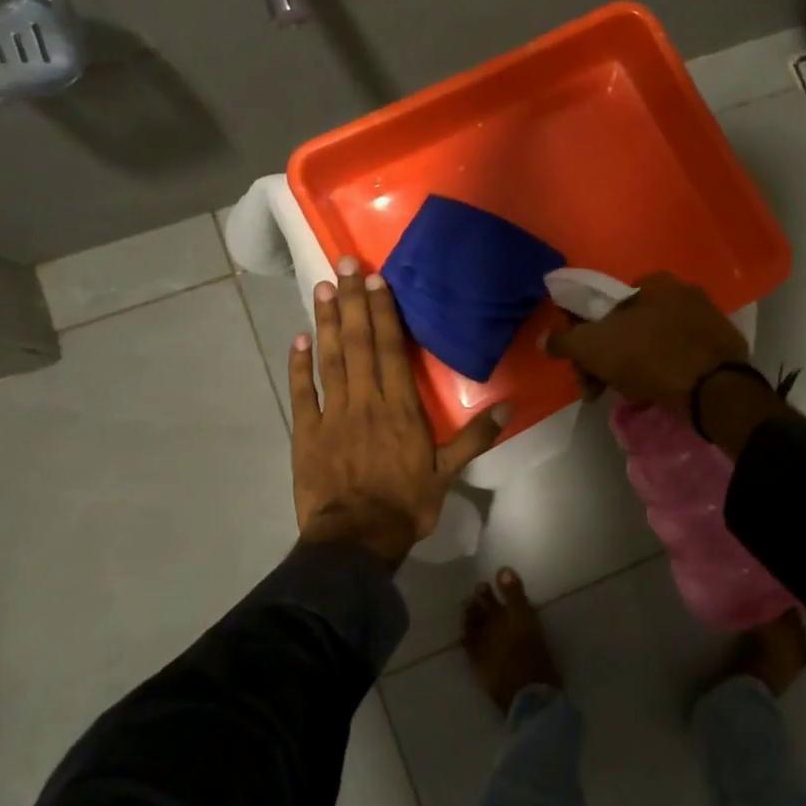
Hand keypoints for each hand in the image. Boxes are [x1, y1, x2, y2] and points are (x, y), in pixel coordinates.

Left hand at [290, 257, 506, 567]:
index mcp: (399, 407)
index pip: (390, 349)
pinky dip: (299, 365)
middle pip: (359, 343)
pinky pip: (302, 392)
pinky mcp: (306, 433)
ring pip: (330, 359)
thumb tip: (507, 406)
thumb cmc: (405, 504)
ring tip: (323, 288)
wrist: (355, 541)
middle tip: (344, 264)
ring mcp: (331, 414)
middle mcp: (365, 400)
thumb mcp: (448, 473)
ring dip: (328, 322)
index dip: (383, 312)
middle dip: (354, 302)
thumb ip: (475, 437)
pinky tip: (298, 339)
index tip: (376, 280)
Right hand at [543, 272, 748, 414]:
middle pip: (628, 327)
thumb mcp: (594, 347)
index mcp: (654, 282)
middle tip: (597, 389)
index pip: (606, 305)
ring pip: (653, 344)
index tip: (582, 367)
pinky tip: (656, 393)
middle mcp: (683, 292)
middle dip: (607, 358)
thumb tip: (545, 340)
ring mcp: (706, 320)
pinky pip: (679, 358)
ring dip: (632, 368)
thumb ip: (565, 341)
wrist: (715, 390)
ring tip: (628, 395)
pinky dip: (663, 373)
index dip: (585, 336)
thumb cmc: (650, 357)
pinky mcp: (721, 348)